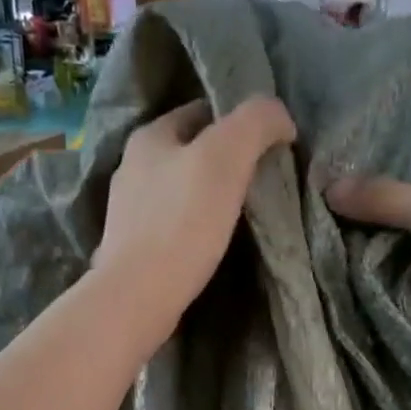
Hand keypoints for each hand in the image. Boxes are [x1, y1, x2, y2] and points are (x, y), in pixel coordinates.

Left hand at [95, 96, 295, 333]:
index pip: (202, 111)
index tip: (270, 146)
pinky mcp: (133, 251)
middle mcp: (132, 168)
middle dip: (225, 162)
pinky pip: (172, 227)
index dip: (239, 122)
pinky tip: (211, 245)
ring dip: (209, 198)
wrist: (137, 298)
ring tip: (242, 216)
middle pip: (190, 152)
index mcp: (150, 136)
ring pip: (180, 192)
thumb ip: (255, 123)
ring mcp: (129, 213)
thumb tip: (281, 117)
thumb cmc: (181, 224)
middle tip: (262, 183)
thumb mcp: (225, 157)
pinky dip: (194, 229)